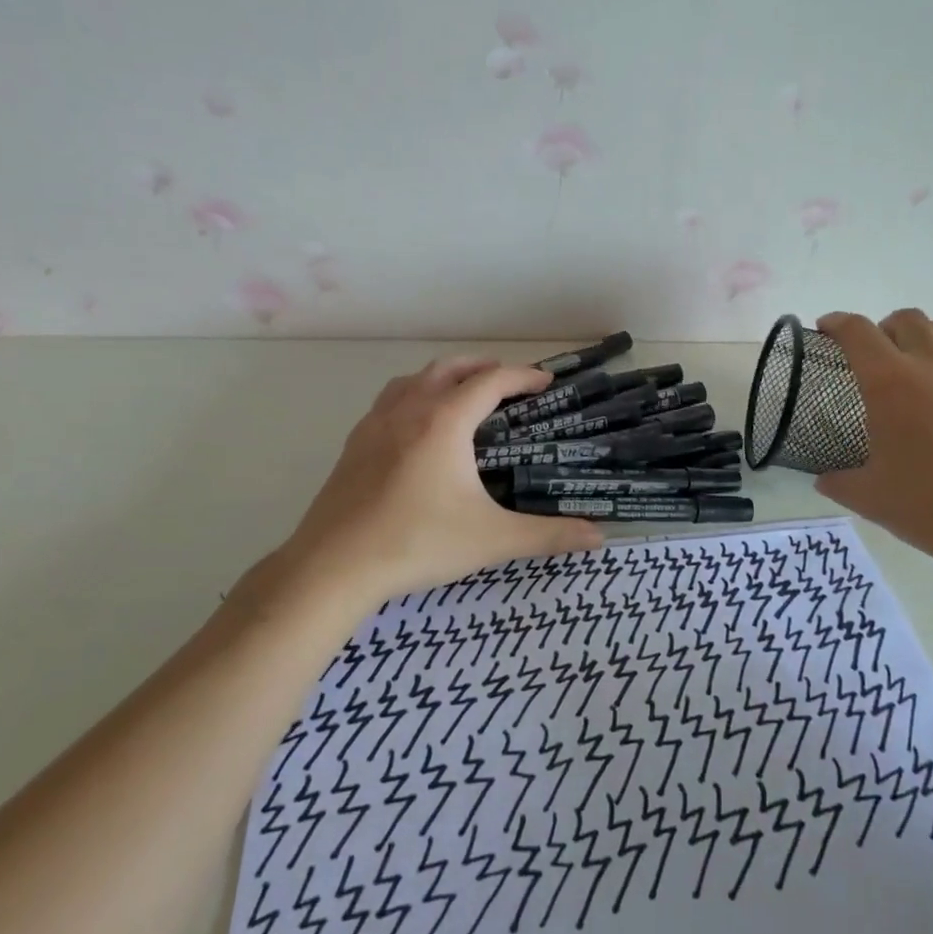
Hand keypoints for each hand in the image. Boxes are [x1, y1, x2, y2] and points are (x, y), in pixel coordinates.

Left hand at [238, 357, 602, 622]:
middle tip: (510, 383)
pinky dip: (414, 395)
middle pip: (450, 367)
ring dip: (445, 376)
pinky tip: (418, 427)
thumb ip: (547, 535)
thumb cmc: (417, 543)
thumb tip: (599, 537)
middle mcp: (409, 409)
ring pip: (414, 379)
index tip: (546, 382)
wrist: (333, 566)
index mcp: (444, 421)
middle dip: (484, 367)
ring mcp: (375, 424)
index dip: (522, 376)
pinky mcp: (354, 444)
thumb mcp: (490, 539)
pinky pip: (390, 400)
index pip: (491, 380)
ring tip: (465, 394)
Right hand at [814, 310, 932, 576]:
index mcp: (890, 383)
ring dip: (930, 336)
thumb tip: (823, 479)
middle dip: (886, 329)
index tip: (829, 329)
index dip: (838, 323)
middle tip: (881, 355)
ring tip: (928, 362)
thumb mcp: (870, 499)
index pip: (856, 331)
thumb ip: (838, 482)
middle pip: (906, 319)